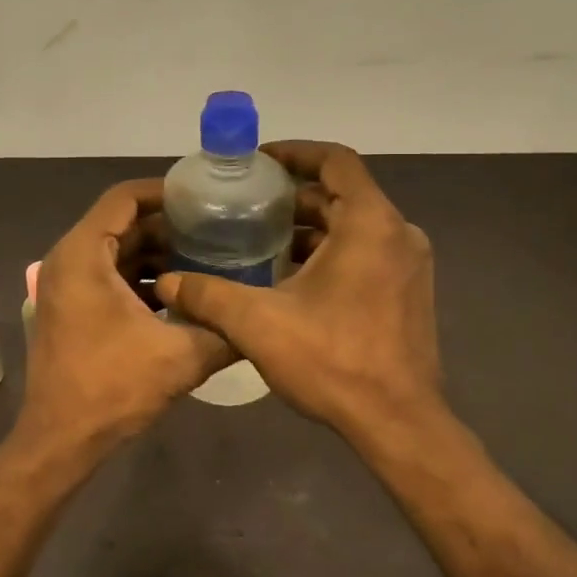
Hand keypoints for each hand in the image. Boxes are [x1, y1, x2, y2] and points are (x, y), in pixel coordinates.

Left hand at [17, 179, 233, 460]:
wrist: (61, 441)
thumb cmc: (111, 388)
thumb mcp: (181, 356)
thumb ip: (225, 330)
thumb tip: (264, 316)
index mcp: (84, 254)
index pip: (124, 197)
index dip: (165, 192)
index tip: (206, 199)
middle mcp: (69, 260)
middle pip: (123, 223)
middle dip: (170, 227)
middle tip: (218, 231)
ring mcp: (66, 286)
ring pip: (118, 251)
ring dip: (159, 254)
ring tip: (209, 260)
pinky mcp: (71, 308)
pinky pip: (110, 276)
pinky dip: (143, 278)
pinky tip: (182, 294)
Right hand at [154, 142, 442, 441]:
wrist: (397, 423)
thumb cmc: (333, 362)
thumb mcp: (258, 324)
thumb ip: (208, 296)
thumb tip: (167, 284)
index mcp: (370, 224)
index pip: (336, 161)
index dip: (295, 153)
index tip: (258, 162)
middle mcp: (398, 234)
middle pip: (342, 194)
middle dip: (294, 197)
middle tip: (247, 206)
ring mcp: (408, 264)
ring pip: (354, 226)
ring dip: (311, 228)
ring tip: (260, 240)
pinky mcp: (409, 291)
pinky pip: (367, 252)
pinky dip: (331, 253)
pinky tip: (291, 278)